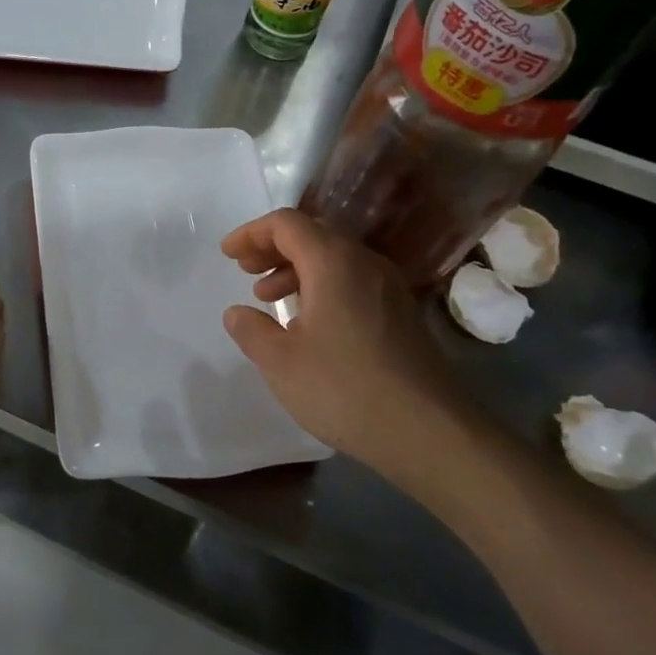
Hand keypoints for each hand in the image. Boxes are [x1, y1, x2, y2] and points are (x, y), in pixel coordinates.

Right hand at [219, 208, 496, 503]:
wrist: (428, 431)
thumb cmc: (343, 389)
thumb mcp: (280, 362)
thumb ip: (251, 330)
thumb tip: (238, 313)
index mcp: (333, 263)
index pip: (287, 224)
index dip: (252, 233)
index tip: (227, 254)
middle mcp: (365, 263)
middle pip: (314, 234)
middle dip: (273, 247)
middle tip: (245, 270)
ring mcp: (389, 287)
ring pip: (335, 258)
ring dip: (296, 269)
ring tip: (269, 298)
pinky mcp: (401, 313)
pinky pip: (353, 280)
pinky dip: (322, 286)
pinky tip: (308, 321)